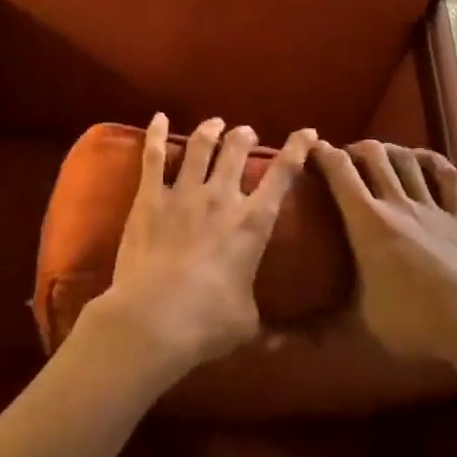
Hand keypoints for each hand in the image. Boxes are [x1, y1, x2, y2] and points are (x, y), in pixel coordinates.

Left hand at [83, 113, 316, 379]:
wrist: (154, 319)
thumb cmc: (207, 324)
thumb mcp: (248, 322)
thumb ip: (260, 312)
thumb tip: (280, 338)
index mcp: (253, 223)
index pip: (282, 175)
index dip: (297, 149)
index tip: (307, 133)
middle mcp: (221, 198)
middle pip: (236, 151)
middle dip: (244, 136)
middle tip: (245, 133)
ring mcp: (183, 194)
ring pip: (201, 147)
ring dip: (210, 130)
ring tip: (214, 123)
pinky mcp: (149, 198)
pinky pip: (154, 157)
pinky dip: (158, 134)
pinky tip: (159, 117)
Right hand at [312, 140, 456, 369]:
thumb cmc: (416, 323)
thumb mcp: (363, 325)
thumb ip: (326, 324)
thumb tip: (283, 344)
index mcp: (368, 223)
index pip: (340, 172)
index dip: (322, 154)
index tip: (311, 149)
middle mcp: (398, 204)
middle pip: (374, 155)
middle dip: (355, 149)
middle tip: (346, 160)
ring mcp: (432, 206)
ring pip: (407, 159)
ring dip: (390, 150)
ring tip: (380, 156)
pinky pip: (446, 175)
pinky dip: (432, 161)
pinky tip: (422, 160)